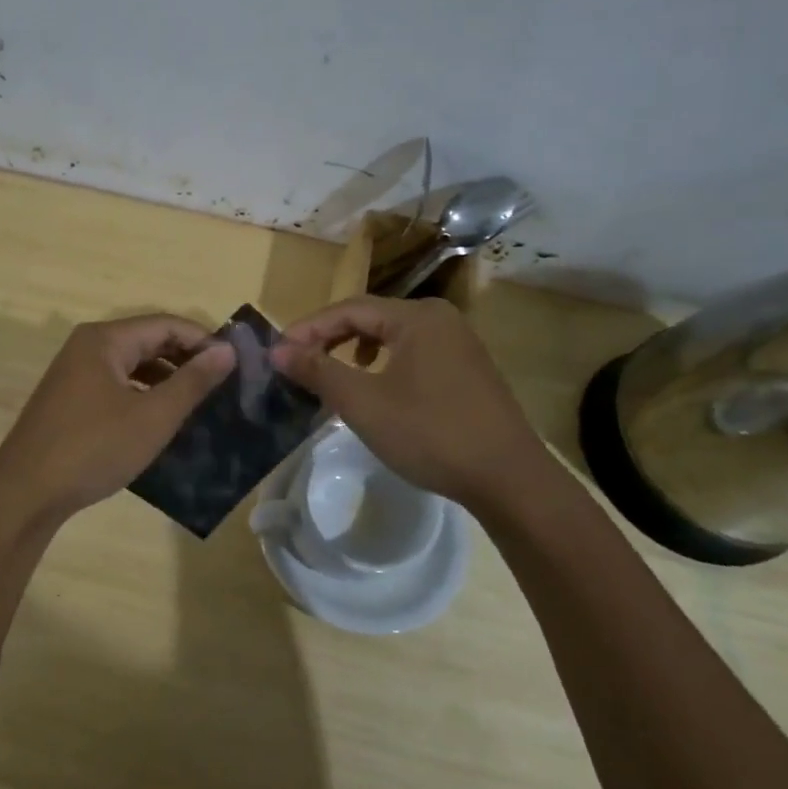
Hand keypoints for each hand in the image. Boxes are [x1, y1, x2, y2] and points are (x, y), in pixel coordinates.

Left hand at [0, 314, 235, 526]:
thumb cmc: (93, 448)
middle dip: (187, 359)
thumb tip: (227, 350)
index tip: (236, 364)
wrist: (25, 493)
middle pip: (148, 340)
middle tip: (223, 385)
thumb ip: (193, 381)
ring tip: (200, 403)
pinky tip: (161, 418)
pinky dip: (143, 394)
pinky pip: (116, 384)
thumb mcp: (153, 416)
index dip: (204, 340)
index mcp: (105, 339)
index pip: (166, 324)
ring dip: (167, 378)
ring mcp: (75, 373)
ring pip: (132, 364)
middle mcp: (88, 346)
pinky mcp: (70, 399)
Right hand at [271, 295, 552, 509]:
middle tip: (299, 363)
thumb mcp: (364, 403)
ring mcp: (459, 343)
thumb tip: (277, 351)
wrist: (509, 479)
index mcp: (416, 317)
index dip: (308, 328)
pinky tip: (377, 388)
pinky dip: (384, 364)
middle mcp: (440, 319)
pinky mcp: (468, 369)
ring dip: (355, 350)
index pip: (348, 308)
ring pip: (392, 336)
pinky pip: (413, 353)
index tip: (278, 352)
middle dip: (330, 338)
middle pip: (370, 317)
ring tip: (332, 373)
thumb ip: (318, 371)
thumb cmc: (431, 434)